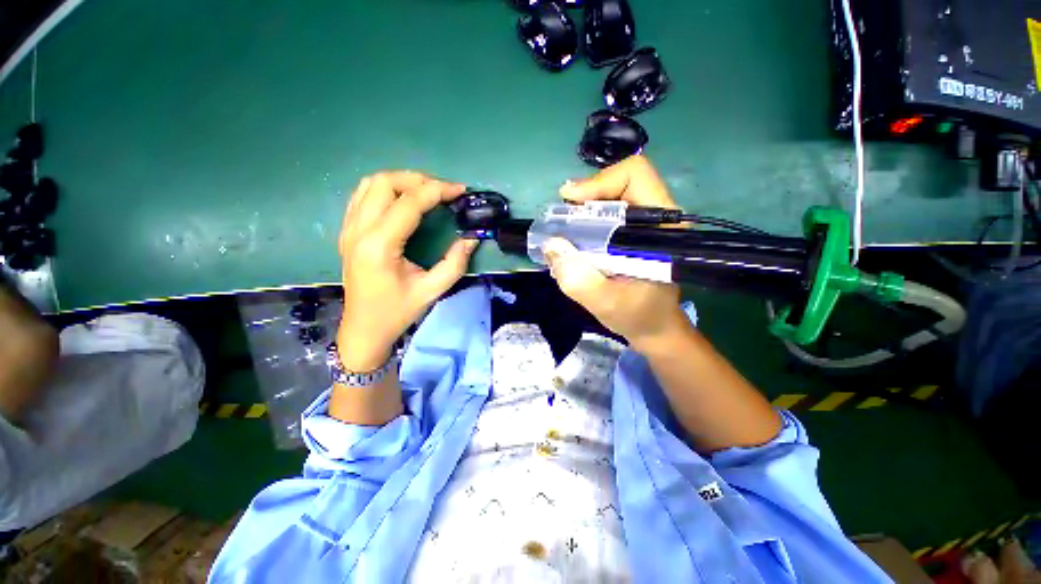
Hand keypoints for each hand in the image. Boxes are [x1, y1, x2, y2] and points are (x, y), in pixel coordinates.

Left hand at [337, 171, 476, 370]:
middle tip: (443, 191)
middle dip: (418, 180)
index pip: (408, 202)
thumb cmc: (398, 312)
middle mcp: (358, 230)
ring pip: (370, 184)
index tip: (460, 191)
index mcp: (379, 246)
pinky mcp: (347, 231)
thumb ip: (455, 263)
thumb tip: (470, 239)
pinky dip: (386, 190)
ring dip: (401, 181)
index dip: (437, 190)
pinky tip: (404, 202)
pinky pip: (362, 196)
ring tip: (426, 193)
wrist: (364, 329)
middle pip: (384, 182)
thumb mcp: (432, 290)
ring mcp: (348, 229)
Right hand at [544, 155, 688, 349]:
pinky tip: (574, 238)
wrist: (654, 328)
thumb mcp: (606, 304)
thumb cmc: (638, 317)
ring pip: (611, 197)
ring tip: (564, 230)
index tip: (571, 202)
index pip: (635, 177)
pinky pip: (608, 214)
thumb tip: (551, 245)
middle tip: (560, 219)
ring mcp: (645, 225)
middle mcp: (657, 218)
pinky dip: (586, 221)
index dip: (600, 182)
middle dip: (586, 197)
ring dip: (583, 209)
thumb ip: (578, 279)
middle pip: (619, 182)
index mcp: (662, 228)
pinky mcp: (634, 234)